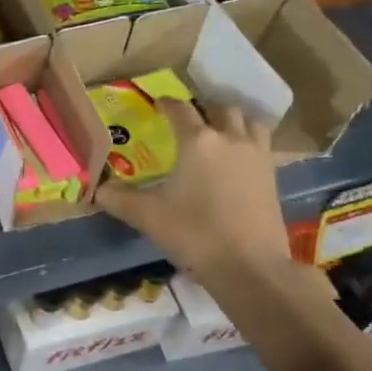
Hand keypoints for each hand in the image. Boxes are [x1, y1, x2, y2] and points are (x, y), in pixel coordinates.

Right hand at [96, 99, 293, 289]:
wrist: (250, 267)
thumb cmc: (195, 233)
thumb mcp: (148, 216)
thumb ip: (119, 199)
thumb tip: (98, 190)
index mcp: (197, 141)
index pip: (179, 109)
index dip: (166, 103)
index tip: (157, 104)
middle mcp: (229, 139)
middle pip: (221, 108)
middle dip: (204, 110)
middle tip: (190, 122)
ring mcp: (256, 156)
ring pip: (249, 122)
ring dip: (234, 122)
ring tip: (220, 133)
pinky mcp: (273, 176)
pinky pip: (263, 145)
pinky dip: (249, 143)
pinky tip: (237, 162)